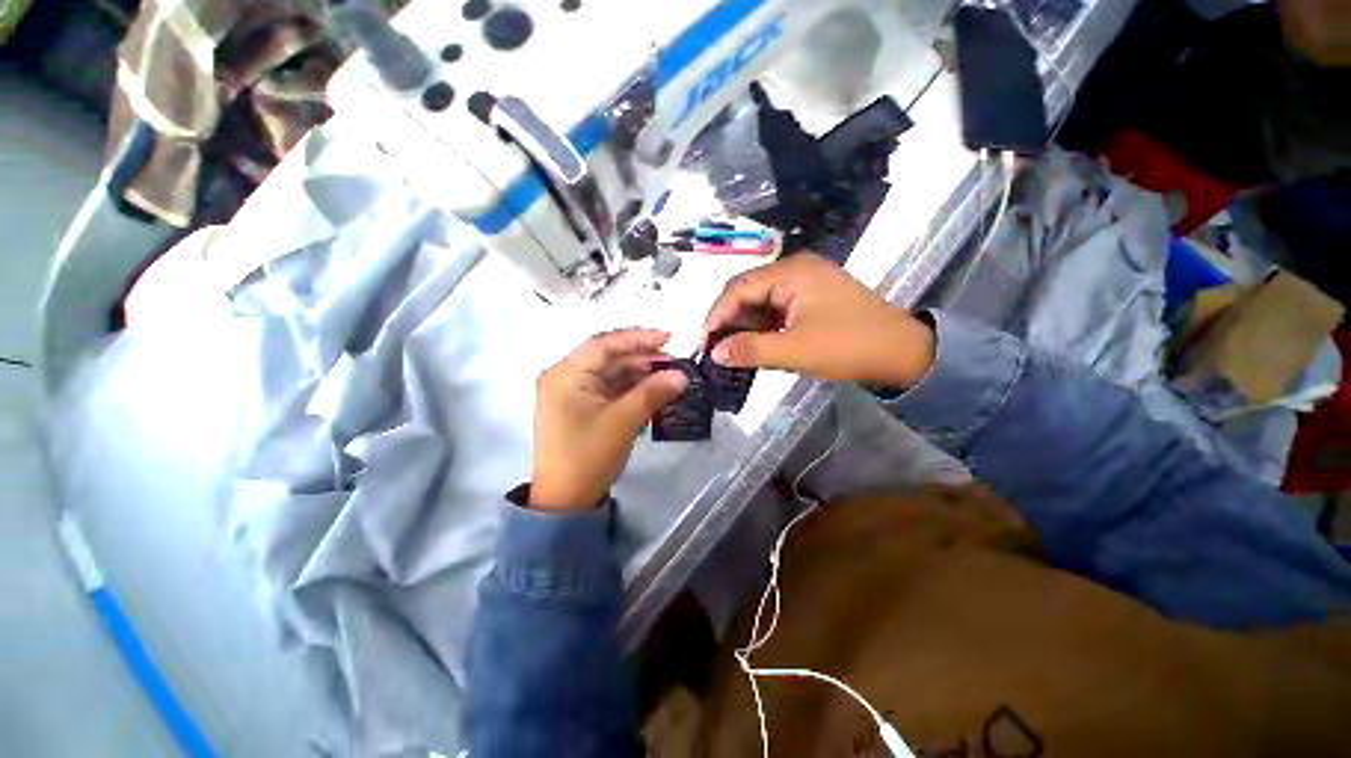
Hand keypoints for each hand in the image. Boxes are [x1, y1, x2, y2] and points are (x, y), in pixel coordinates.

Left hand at [530, 329, 688, 509]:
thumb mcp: (623, 422)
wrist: (566, 500)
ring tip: (669, 374)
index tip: (669, 337)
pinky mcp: (582, 405)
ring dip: (640, 372)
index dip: (637, 338)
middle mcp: (565, 376)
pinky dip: (632, 387)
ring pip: (611, 372)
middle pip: (608, 356)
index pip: (603, 344)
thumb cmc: (588, 457)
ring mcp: (573, 391)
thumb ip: (652, 393)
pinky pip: (610, 387)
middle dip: (642, 357)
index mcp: (564, 374)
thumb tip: (682, 375)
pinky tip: (654, 388)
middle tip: (674, 360)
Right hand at [703, 253, 934, 386]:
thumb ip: (751, 350)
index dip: (717, 315)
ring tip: (730, 349)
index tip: (704, 344)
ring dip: (744, 325)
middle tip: (714, 348)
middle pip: (747, 291)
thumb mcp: (796, 350)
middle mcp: (795, 269)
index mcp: (791, 272)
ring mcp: (804, 283)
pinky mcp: (810, 298)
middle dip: (728, 320)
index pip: (738, 288)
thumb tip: (715, 353)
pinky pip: (775, 308)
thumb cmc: (849, 346)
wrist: (902, 352)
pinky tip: (753, 344)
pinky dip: (762, 327)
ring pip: (760, 301)